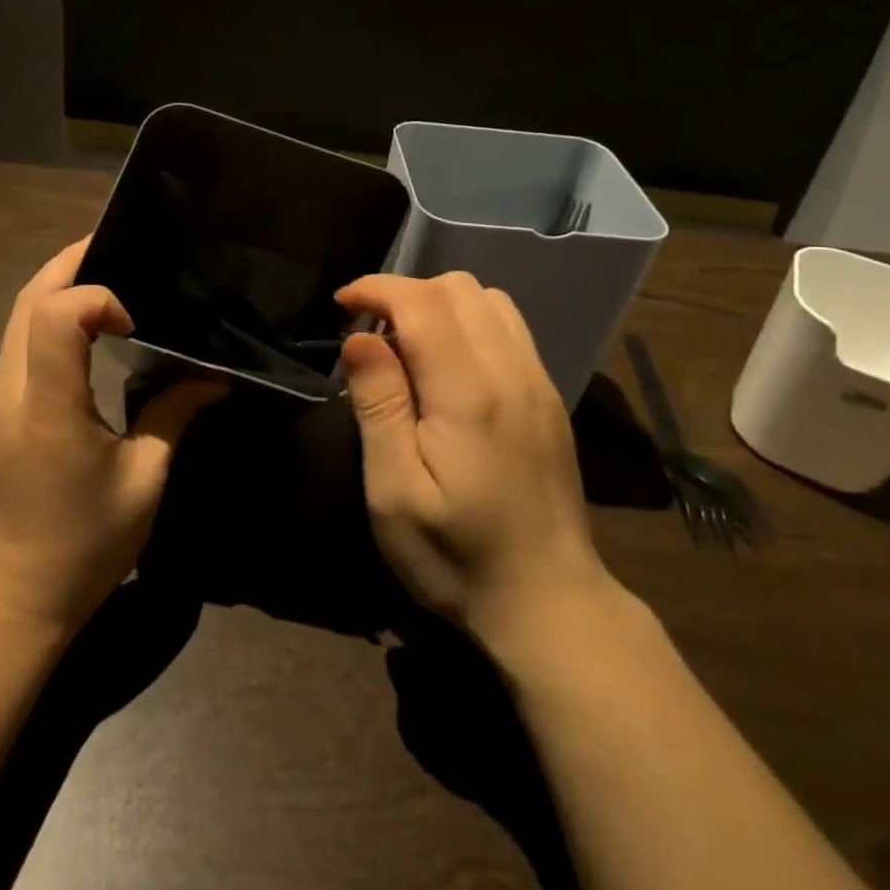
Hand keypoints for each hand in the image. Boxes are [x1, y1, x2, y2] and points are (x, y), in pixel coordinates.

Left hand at [0, 238, 223, 631]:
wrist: (13, 596)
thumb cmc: (86, 545)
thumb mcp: (144, 480)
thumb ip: (175, 415)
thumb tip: (214, 378)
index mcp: (47, 408)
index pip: (55, 315)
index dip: (96, 298)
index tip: (134, 323)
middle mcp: (6, 392)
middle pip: (27, 300)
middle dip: (70, 263)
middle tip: (115, 245)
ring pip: (15, 319)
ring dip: (57, 289)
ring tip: (106, 279)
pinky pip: (15, 345)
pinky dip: (47, 319)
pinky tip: (83, 329)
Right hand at [335, 272, 609, 661]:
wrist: (547, 602)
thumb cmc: (456, 555)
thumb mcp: (395, 492)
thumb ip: (379, 406)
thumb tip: (359, 338)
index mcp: (469, 393)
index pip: (421, 302)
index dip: (375, 288)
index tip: (341, 305)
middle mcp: (511, 371)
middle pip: (457, 287)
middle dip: (404, 293)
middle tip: (369, 334)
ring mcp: (538, 382)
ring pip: (488, 299)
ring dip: (438, 304)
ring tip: (406, 344)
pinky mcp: (548, 397)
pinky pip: (509, 327)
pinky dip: (468, 321)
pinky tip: (447, 364)